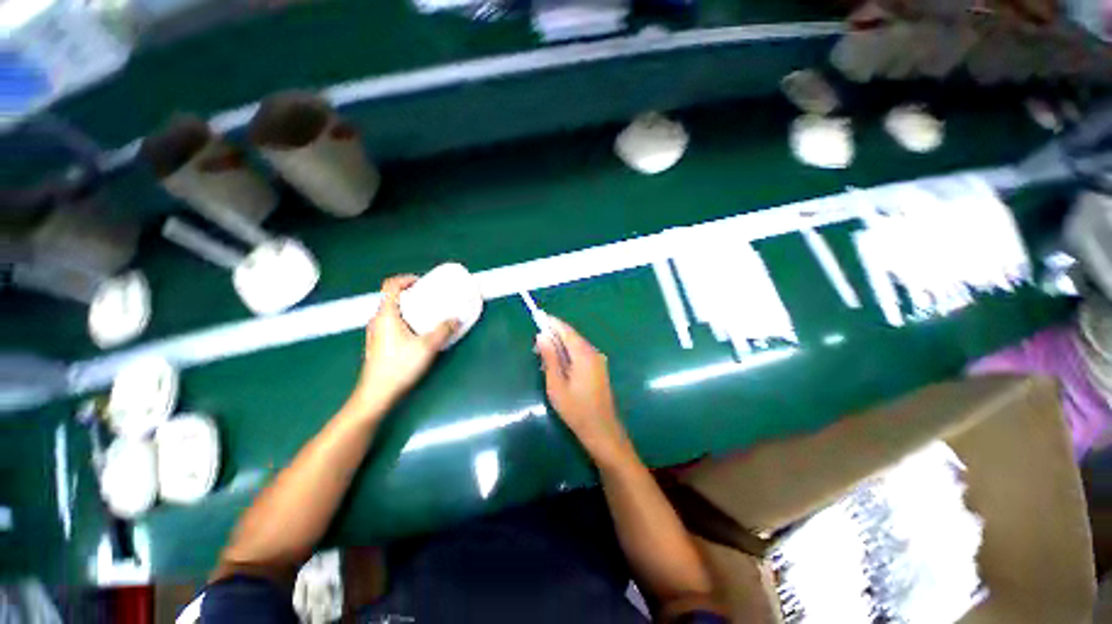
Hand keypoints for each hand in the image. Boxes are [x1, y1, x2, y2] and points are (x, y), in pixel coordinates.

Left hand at [351, 275, 458, 412]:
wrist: (377, 393)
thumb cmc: (400, 366)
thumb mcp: (428, 346)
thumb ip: (444, 330)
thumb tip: (456, 319)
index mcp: (386, 315)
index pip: (390, 285)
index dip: (406, 279)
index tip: (422, 283)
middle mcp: (377, 320)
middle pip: (392, 298)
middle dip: (412, 295)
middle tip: (430, 299)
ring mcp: (375, 332)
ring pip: (391, 312)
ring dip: (409, 309)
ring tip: (427, 315)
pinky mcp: (378, 343)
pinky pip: (392, 323)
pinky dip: (405, 320)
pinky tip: (418, 333)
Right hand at [536, 316, 633, 464]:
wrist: (602, 430)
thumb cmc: (576, 409)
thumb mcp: (556, 384)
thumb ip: (550, 358)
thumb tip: (542, 336)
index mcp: (584, 354)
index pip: (566, 331)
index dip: (552, 322)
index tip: (539, 316)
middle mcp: (593, 353)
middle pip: (572, 337)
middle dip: (554, 336)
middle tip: (536, 343)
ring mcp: (598, 361)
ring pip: (576, 346)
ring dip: (560, 346)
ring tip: (543, 355)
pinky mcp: (599, 369)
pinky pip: (581, 354)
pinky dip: (568, 355)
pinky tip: (557, 365)